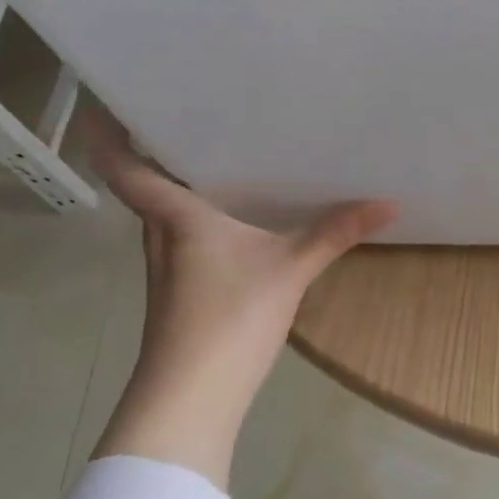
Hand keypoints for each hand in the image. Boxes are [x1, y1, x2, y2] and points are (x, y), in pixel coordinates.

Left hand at [80, 104, 395, 484]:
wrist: (192, 398)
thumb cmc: (228, 319)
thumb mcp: (290, 270)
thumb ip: (335, 233)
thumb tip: (388, 202)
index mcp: (176, 219)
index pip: (126, 169)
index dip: (110, 135)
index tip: (112, 101)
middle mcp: (162, 237)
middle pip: (149, 188)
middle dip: (163, 153)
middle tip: (199, 116)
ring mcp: (170, 269)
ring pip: (169, 216)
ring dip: (185, 188)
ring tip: (226, 159)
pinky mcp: (184, 294)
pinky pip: (188, 240)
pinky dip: (205, 221)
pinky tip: (240, 224)